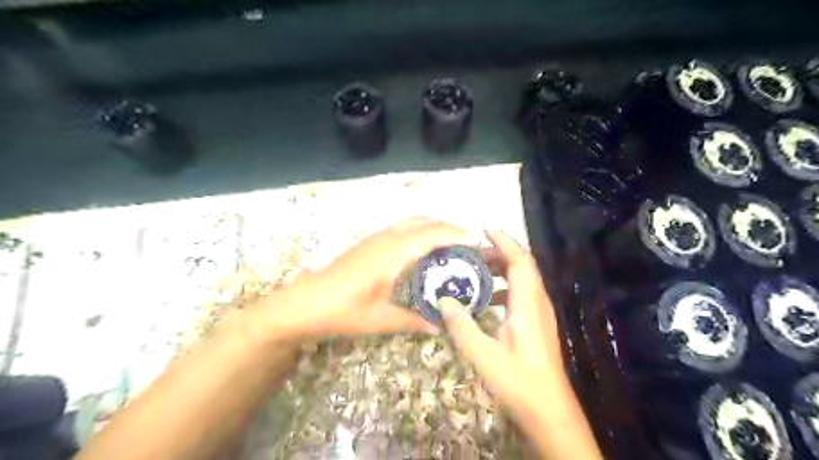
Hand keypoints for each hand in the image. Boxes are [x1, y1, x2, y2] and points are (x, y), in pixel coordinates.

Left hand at [254, 217, 473, 340]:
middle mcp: (388, 239)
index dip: (457, 234)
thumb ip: (413, 320)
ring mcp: (377, 238)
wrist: (306, 303)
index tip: (477, 242)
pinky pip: (402, 228)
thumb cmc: (344, 311)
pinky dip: (420, 231)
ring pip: (413, 222)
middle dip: (449, 227)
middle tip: (467, 244)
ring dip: (434, 227)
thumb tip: (439, 326)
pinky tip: (423, 250)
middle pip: (425, 221)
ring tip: (450, 245)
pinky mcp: (369, 243)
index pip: (433, 234)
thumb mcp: (382, 319)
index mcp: (394, 253)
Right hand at [442, 230, 599, 459]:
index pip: (520, 260)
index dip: (504, 241)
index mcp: (528, 304)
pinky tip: (487, 299)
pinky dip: (505, 287)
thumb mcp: (483, 355)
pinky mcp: (538, 324)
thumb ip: (462, 325)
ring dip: (502, 269)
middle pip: (523, 265)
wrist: (550, 410)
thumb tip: (443, 300)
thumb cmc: (519, 381)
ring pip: (523, 279)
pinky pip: (522, 293)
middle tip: (472, 253)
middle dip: (499, 253)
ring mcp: (540, 314)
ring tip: (476, 271)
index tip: (484, 229)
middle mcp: (538, 303)